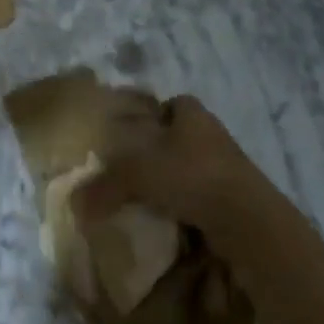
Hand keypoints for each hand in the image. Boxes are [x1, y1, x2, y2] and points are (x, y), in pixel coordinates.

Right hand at [79, 94, 278, 245]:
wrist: (247, 220)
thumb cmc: (190, 177)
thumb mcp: (136, 175)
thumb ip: (103, 186)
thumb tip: (75, 202)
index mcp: (191, 114)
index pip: (170, 103)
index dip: (150, 113)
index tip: (129, 132)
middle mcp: (212, 133)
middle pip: (180, 135)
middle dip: (158, 148)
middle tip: (131, 166)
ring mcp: (227, 166)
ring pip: (191, 165)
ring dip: (172, 178)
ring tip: (145, 195)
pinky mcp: (235, 196)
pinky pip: (201, 193)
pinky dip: (185, 202)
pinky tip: (167, 217)